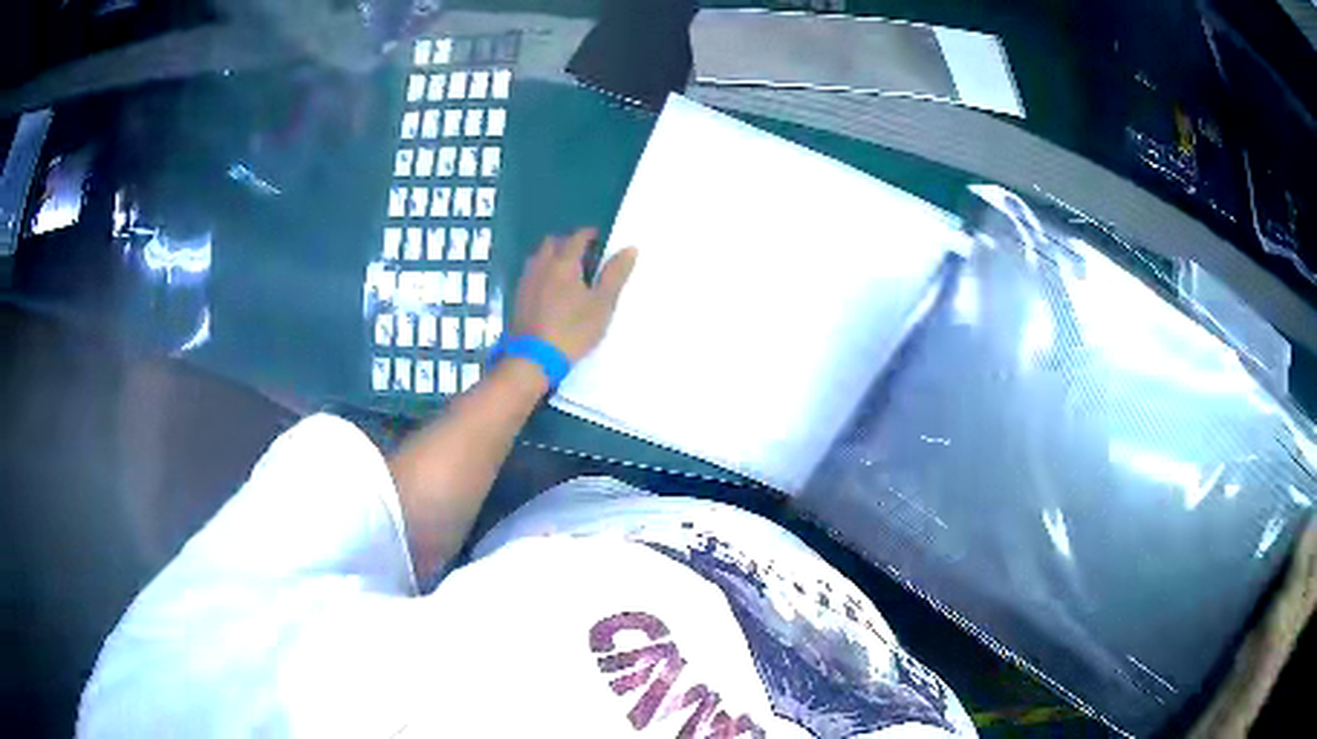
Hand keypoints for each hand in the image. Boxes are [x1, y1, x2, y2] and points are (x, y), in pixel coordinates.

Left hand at [512, 228, 637, 361]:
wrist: (534, 358)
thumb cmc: (573, 329)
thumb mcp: (602, 304)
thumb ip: (615, 274)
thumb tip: (630, 248)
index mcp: (564, 263)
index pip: (577, 238)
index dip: (590, 234)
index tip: (600, 238)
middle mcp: (542, 266)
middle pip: (553, 243)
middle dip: (568, 243)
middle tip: (584, 255)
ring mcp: (527, 282)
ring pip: (539, 258)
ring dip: (553, 257)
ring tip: (568, 272)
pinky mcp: (518, 298)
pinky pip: (532, 274)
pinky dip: (543, 273)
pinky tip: (551, 290)